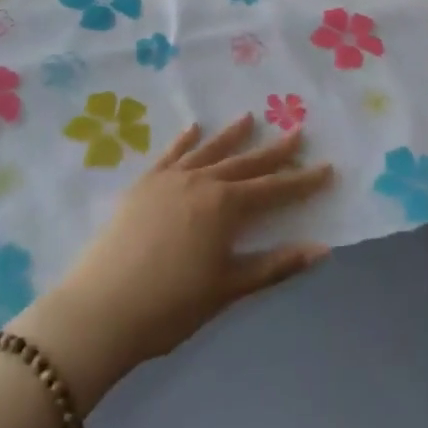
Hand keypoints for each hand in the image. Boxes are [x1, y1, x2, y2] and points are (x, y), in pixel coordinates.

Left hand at [14, 115, 332, 408]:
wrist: (100, 310)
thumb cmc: (171, 306)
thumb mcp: (228, 288)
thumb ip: (275, 265)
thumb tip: (322, 249)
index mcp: (225, 207)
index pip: (274, 189)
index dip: (302, 181)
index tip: (327, 167)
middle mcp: (201, 182)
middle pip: (245, 162)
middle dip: (274, 150)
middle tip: (298, 132)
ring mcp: (169, 180)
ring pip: (209, 150)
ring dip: (231, 135)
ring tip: (250, 117)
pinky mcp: (143, 185)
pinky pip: (169, 155)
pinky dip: (184, 140)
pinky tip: (193, 127)